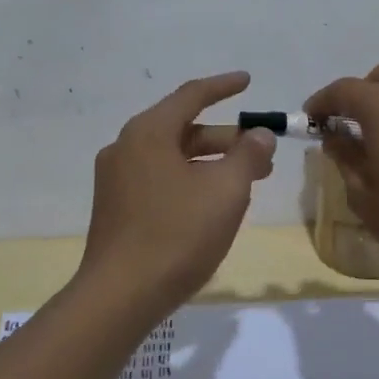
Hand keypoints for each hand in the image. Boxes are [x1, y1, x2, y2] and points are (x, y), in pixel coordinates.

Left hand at [79, 71, 276, 308]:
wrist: (120, 297)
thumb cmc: (177, 235)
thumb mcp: (225, 191)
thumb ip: (248, 155)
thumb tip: (260, 135)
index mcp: (148, 132)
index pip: (192, 96)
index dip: (223, 86)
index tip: (248, 81)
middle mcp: (126, 147)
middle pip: (184, 129)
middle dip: (227, 139)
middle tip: (262, 154)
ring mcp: (117, 179)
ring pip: (174, 158)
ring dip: (212, 163)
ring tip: (247, 183)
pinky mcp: (116, 208)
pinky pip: (160, 179)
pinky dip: (191, 180)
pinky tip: (213, 204)